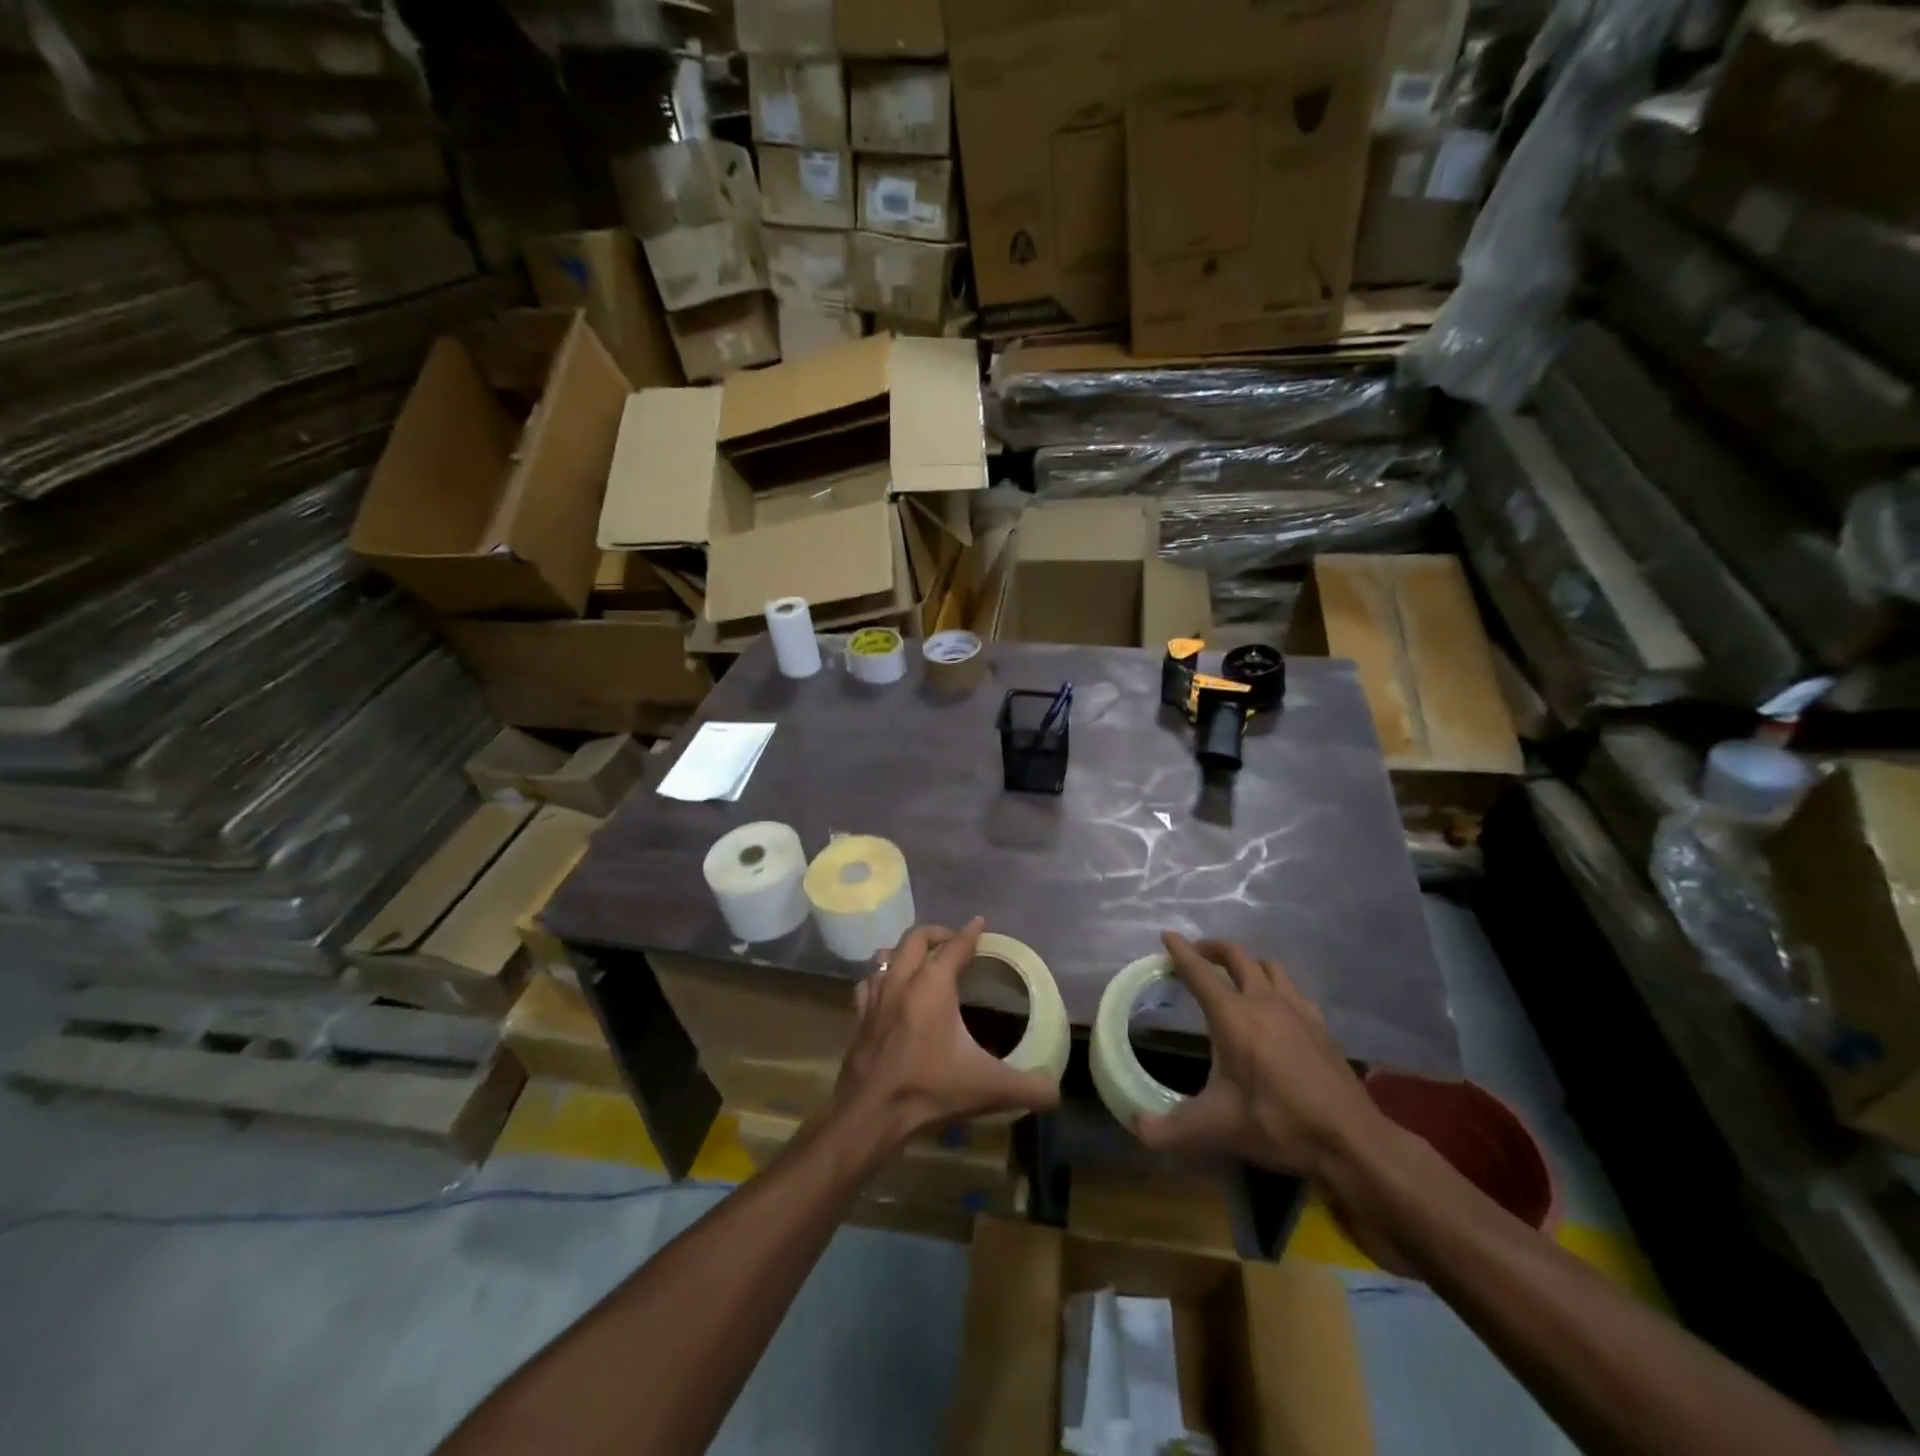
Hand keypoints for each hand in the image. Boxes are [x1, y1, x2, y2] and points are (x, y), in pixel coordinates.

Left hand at [834, 918, 1061, 1148]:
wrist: (870, 1115)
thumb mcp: (988, 1088)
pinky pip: (869, 983)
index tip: (980, 923)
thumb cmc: (929, 1090)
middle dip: (937, 933)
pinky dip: (881, 977)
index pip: (955, 946)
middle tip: (954, 941)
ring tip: (921, 961)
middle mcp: (901, 981)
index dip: (971, 933)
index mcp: (932, 985)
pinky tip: (889, 990)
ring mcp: (875, 997)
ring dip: (905, 952)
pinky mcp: (859, 1018)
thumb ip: (1028, 1088)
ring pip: (887, 956)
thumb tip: (1055, 1090)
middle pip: (916, 938)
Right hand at [1135, 933, 1389, 1181]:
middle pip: (1236, 956)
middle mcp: (1263, 1001)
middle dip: (1212, 949)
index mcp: (1233, 1016)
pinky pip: (1292, 988)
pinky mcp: (1319, 1025)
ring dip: (1246, 963)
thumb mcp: (1217, 1128)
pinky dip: (1275, 985)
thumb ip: (1171, 1129)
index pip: (1200, 972)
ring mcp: (1297, 1010)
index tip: (1167, 935)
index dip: (1180, 952)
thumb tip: (1136, 1128)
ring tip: (1234, 976)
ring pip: (1268, 966)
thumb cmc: (1278, 1124)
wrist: (1351, 1141)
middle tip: (1197, 955)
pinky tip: (1275, 1006)